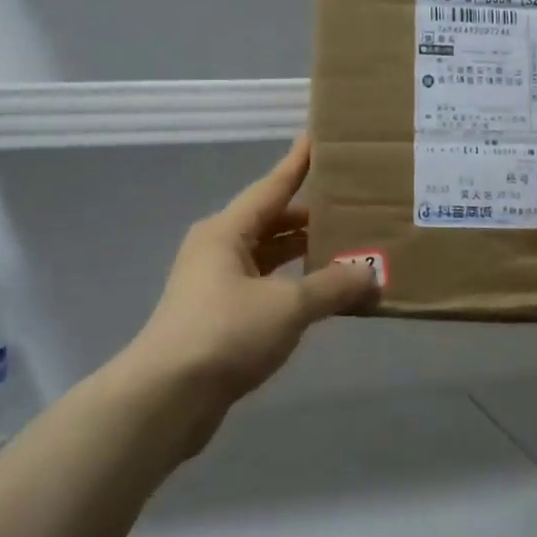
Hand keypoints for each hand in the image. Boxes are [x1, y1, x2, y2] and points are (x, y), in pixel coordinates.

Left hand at [129, 136, 377, 414]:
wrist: (166, 398)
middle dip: (309, 214)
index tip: (316, 138)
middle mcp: (217, 249)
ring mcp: (214, 284)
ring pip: (267, 256)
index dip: (297, 163)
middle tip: (351, 203)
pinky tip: (318, 294)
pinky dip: (291, 284)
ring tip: (345, 246)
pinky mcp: (218, 316)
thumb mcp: (287, 306)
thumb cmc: (225, 334)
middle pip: (270, 221)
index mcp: (226, 231)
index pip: (272, 187)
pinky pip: (263, 286)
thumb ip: (332, 287)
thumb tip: (370, 275)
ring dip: (301, 253)